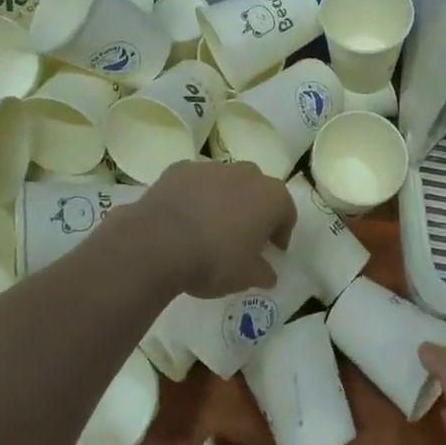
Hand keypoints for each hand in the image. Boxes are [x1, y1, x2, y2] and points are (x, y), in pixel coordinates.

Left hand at [133, 160, 293, 297]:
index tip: (273, 249)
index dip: (281, 231)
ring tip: (210, 225)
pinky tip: (183, 217)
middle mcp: (245, 174)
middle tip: (244, 235)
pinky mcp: (180, 168)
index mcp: (270, 197)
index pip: (286, 211)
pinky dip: (194, 195)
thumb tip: (268, 274)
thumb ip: (262, 272)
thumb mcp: (244, 277)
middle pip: (257, 189)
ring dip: (224, 199)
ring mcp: (211, 167)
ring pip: (225, 181)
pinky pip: (195, 182)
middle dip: (254, 208)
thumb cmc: (213, 260)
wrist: (158, 242)